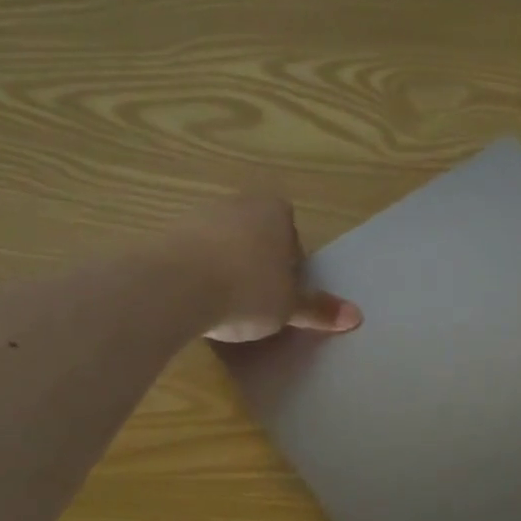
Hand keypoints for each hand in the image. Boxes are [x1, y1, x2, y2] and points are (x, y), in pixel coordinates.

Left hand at [158, 196, 361, 343]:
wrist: (173, 287)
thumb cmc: (247, 289)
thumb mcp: (289, 307)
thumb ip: (319, 309)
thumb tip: (356, 316)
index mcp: (274, 211)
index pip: (291, 232)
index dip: (291, 262)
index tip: (286, 290)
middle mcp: (236, 204)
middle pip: (256, 235)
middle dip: (259, 262)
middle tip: (260, 298)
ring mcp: (196, 216)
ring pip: (223, 243)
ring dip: (227, 267)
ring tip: (227, 304)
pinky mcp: (163, 235)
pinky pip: (191, 255)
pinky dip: (197, 274)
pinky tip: (197, 302)